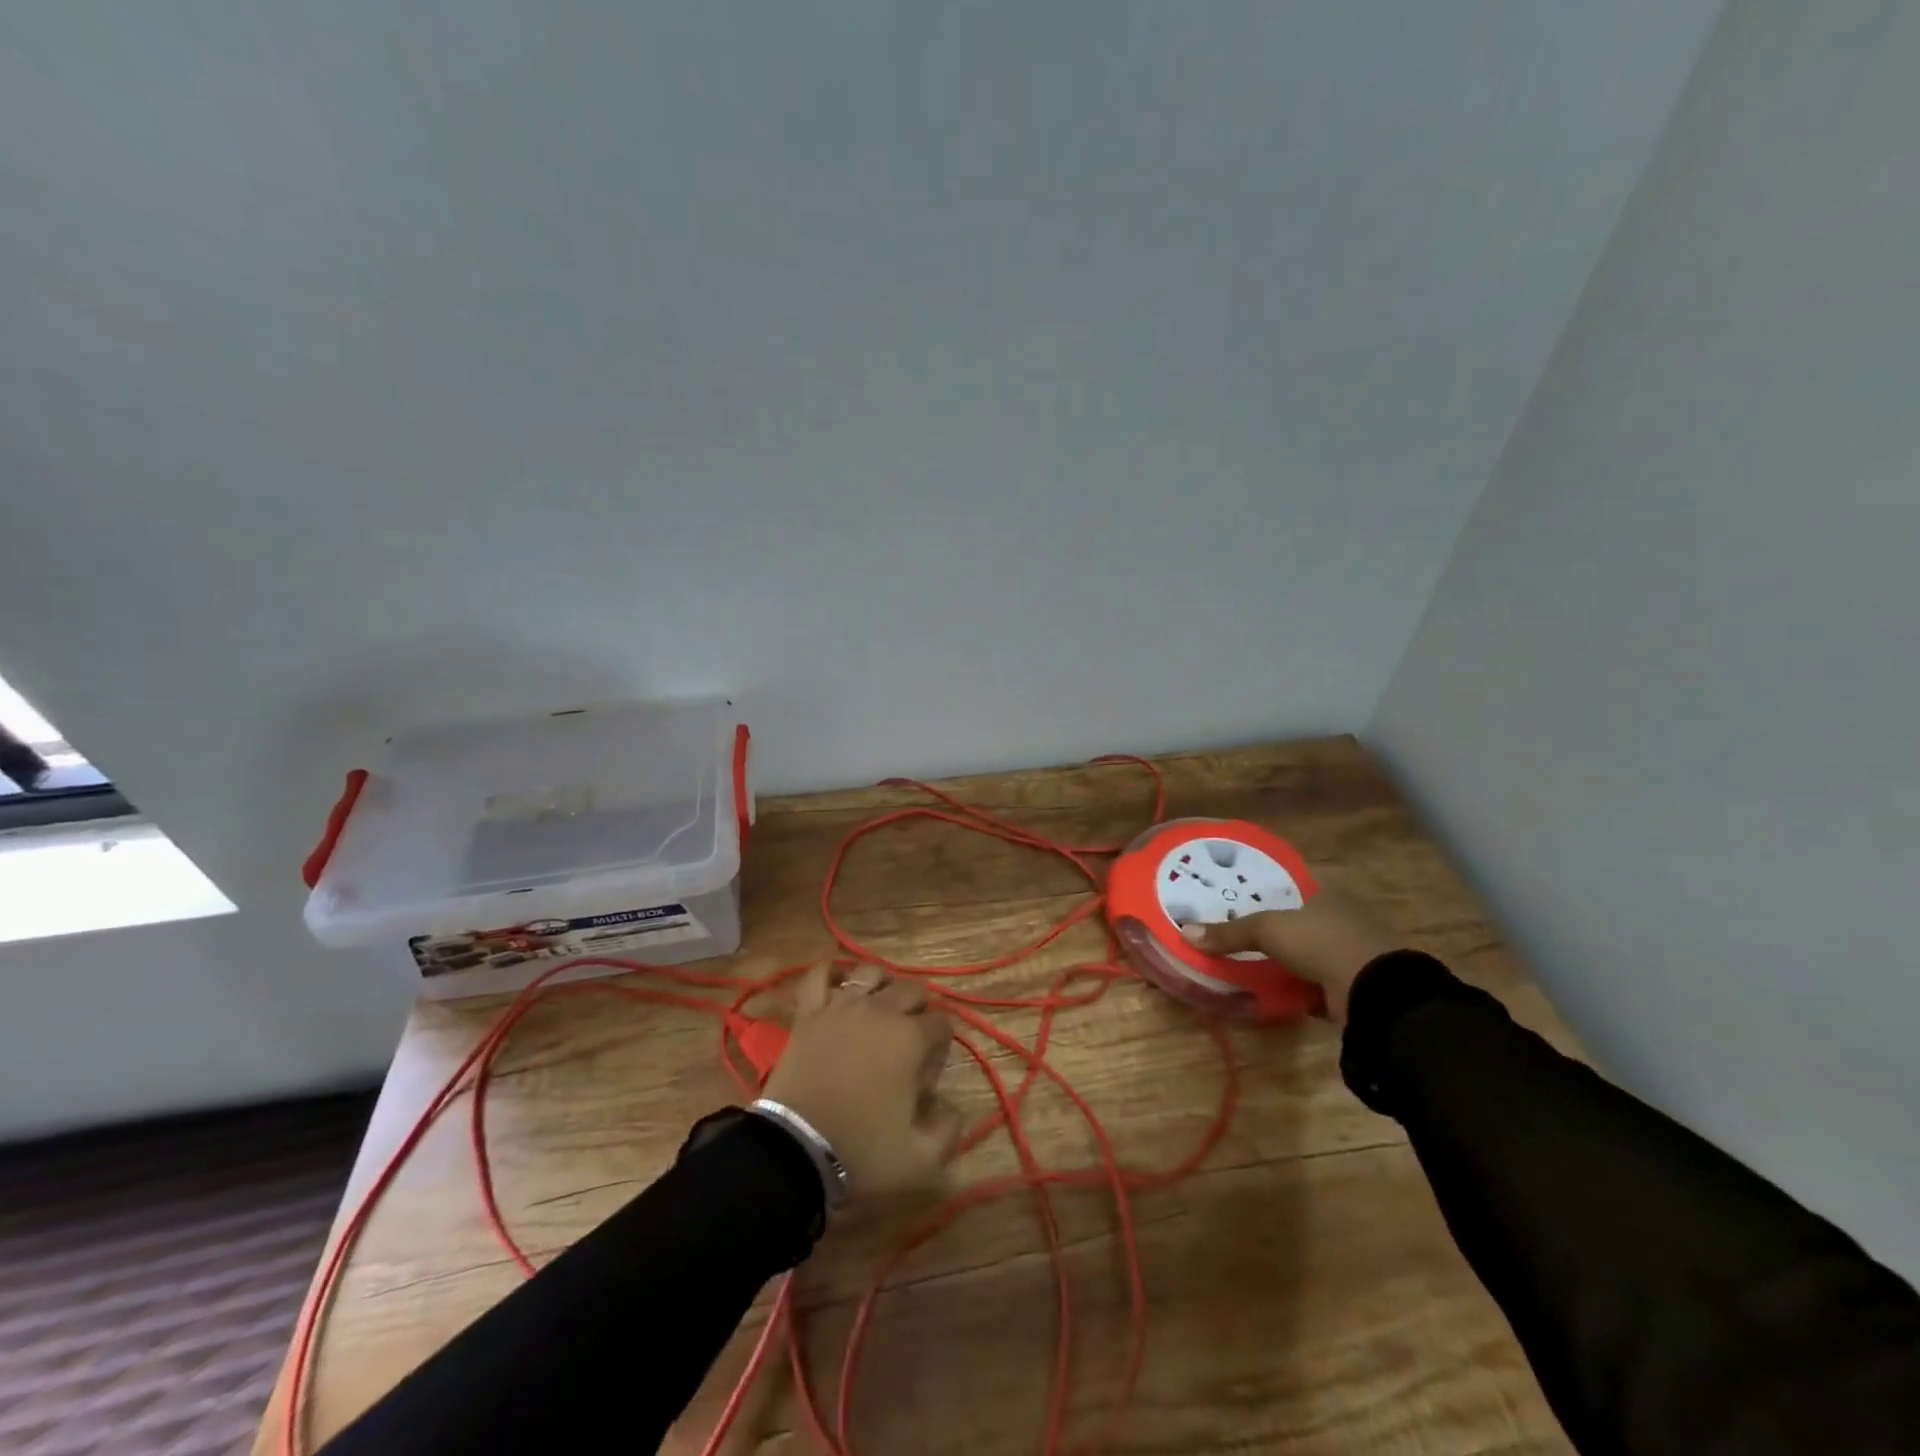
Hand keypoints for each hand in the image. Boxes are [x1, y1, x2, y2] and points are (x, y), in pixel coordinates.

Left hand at [761, 965, 961, 1195]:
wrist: (796, 1150)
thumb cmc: (862, 1150)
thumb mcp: (920, 1157)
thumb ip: (949, 1129)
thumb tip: (951, 1107)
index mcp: (911, 1038)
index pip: (942, 1023)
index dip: (942, 1045)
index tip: (928, 1072)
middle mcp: (881, 1011)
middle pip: (912, 990)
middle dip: (920, 1010)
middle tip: (911, 1040)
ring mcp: (842, 1007)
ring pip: (871, 973)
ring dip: (883, 985)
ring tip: (881, 1007)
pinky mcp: (809, 1013)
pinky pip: (819, 977)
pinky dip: (830, 975)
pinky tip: (838, 984)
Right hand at [1179, 891, 1404, 1024]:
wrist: (1375, 990)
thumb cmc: (1321, 941)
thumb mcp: (1266, 930)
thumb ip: (1229, 932)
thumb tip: (1184, 931)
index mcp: (1328, 895)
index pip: (1293, 891)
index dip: (1269, 898)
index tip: (1243, 908)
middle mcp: (1346, 918)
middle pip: (1302, 923)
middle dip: (1279, 934)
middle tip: (1245, 941)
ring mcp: (1357, 953)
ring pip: (1313, 954)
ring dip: (1292, 963)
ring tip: (1256, 968)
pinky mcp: (1359, 986)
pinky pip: (1322, 983)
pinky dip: (1305, 989)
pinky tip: (1282, 992)